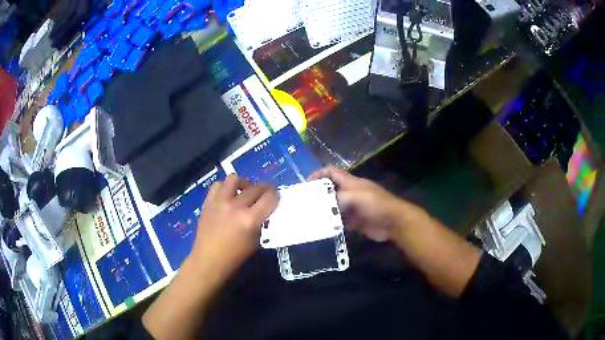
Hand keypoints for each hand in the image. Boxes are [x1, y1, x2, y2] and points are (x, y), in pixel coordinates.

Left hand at [190, 175, 278, 279]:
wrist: (208, 260)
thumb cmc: (235, 257)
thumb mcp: (256, 242)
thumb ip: (261, 223)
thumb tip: (265, 210)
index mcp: (250, 220)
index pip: (269, 198)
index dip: (276, 195)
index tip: (276, 197)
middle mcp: (235, 206)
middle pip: (255, 188)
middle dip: (264, 189)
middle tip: (265, 193)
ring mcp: (220, 202)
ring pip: (234, 179)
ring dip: (243, 183)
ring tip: (244, 191)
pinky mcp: (208, 202)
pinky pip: (218, 185)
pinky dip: (225, 188)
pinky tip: (228, 196)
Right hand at [309, 166, 420, 241]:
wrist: (394, 222)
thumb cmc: (376, 205)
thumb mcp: (356, 197)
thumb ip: (337, 198)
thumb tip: (320, 203)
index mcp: (351, 182)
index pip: (332, 172)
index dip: (319, 174)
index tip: (306, 184)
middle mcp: (350, 193)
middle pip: (331, 190)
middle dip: (318, 195)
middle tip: (303, 204)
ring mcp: (353, 208)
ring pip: (334, 207)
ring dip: (324, 211)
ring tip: (309, 218)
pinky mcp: (355, 221)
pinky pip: (340, 221)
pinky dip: (332, 224)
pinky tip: (323, 229)